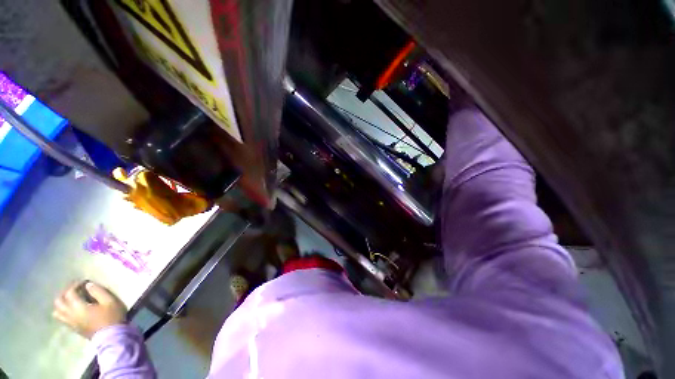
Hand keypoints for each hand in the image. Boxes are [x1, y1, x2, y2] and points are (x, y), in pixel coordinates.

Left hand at [53, 281, 127, 338]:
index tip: (84, 282)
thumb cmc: (112, 317)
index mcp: (78, 307)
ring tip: (70, 299)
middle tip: (74, 289)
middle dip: (65, 293)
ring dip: (61, 303)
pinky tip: (72, 310)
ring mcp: (71, 323)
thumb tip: (88, 285)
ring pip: (57, 311)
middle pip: (58, 302)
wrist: (112, 337)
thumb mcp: (110, 301)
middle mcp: (70, 314)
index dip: (75, 285)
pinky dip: (63, 311)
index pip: (70, 292)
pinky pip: (62, 318)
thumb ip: (98, 291)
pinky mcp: (73, 328)